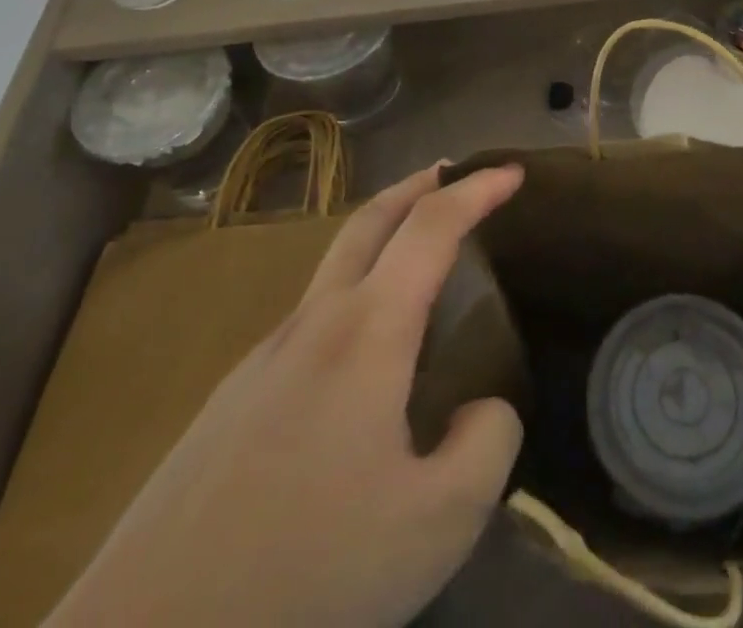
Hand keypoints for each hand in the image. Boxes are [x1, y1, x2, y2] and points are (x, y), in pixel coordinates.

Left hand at [47, 162, 525, 627]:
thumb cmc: (305, 571)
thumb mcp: (437, 524)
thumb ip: (487, 445)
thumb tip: (484, 408)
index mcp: (367, 330)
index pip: (432, 226)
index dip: (477, 190)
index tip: (513, 171)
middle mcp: (313, 322)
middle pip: (369, 221)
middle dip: (418, 186)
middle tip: (454, 175)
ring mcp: (262, 358)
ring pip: (334, 269)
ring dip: (381, 241)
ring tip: (416, 270)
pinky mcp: (229, 401)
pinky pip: (307, 322)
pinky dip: (350, 300)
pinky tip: (357, 366)